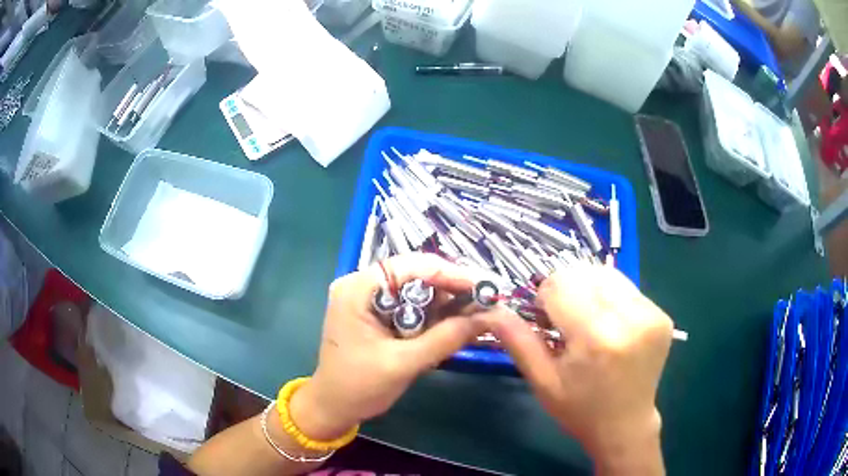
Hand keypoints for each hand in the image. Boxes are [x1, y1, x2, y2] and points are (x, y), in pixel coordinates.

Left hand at [290, 253, 485, 440]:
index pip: (410, 266)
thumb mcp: (404, 363)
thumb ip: (445, 338)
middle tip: (484, 303)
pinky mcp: (375, 314)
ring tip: (475, 315)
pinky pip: (409, 306)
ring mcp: (367, 298)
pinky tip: (454, 325)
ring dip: (444, 304)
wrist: (333, 408)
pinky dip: (432, 316)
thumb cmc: (359, 387)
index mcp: (358, 289)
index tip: (483, 287)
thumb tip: (487, 317)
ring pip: (415, 291)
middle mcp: (361, 285)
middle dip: (450, 290)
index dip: (449, 274)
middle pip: (415, 276)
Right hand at [479, 263, 672, 472]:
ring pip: (606, 275)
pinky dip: (610, 298)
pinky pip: (626, 288)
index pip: (560, 284)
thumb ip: (517, 340)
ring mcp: (651, 314)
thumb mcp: (542, 381)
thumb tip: (492, 308)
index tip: (544, 319)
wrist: (625, 425)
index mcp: (596, 338)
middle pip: (583, 273)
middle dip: (566, 290)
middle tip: (564, 321)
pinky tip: (608, 324)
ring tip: (587, 321)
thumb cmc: (579, 409)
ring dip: (588, 290)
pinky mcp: (662, 315)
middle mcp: (630, 318)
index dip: (544, 297)